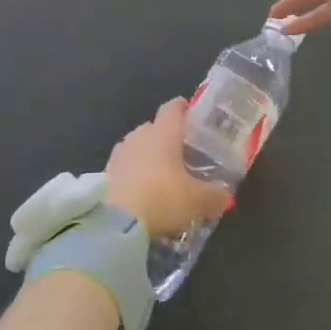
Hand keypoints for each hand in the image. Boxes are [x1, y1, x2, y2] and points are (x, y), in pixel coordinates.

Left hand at [105, 98, 231, 238]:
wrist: (115, 222)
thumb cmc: (162, 198)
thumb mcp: (197, 201)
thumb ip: (214, 196)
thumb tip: (225, 196)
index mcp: (164, 132)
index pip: (173, 108)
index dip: (182, 107)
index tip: (190, 112)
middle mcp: (140, 135)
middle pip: (154, 127)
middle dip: (166, 136)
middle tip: (181, 153)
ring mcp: (119, 152)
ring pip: (137, 145)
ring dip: (147, 155)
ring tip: (161, 174)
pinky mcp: (105, 172)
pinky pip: (124, 165)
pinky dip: (133, 172)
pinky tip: (141, 190)